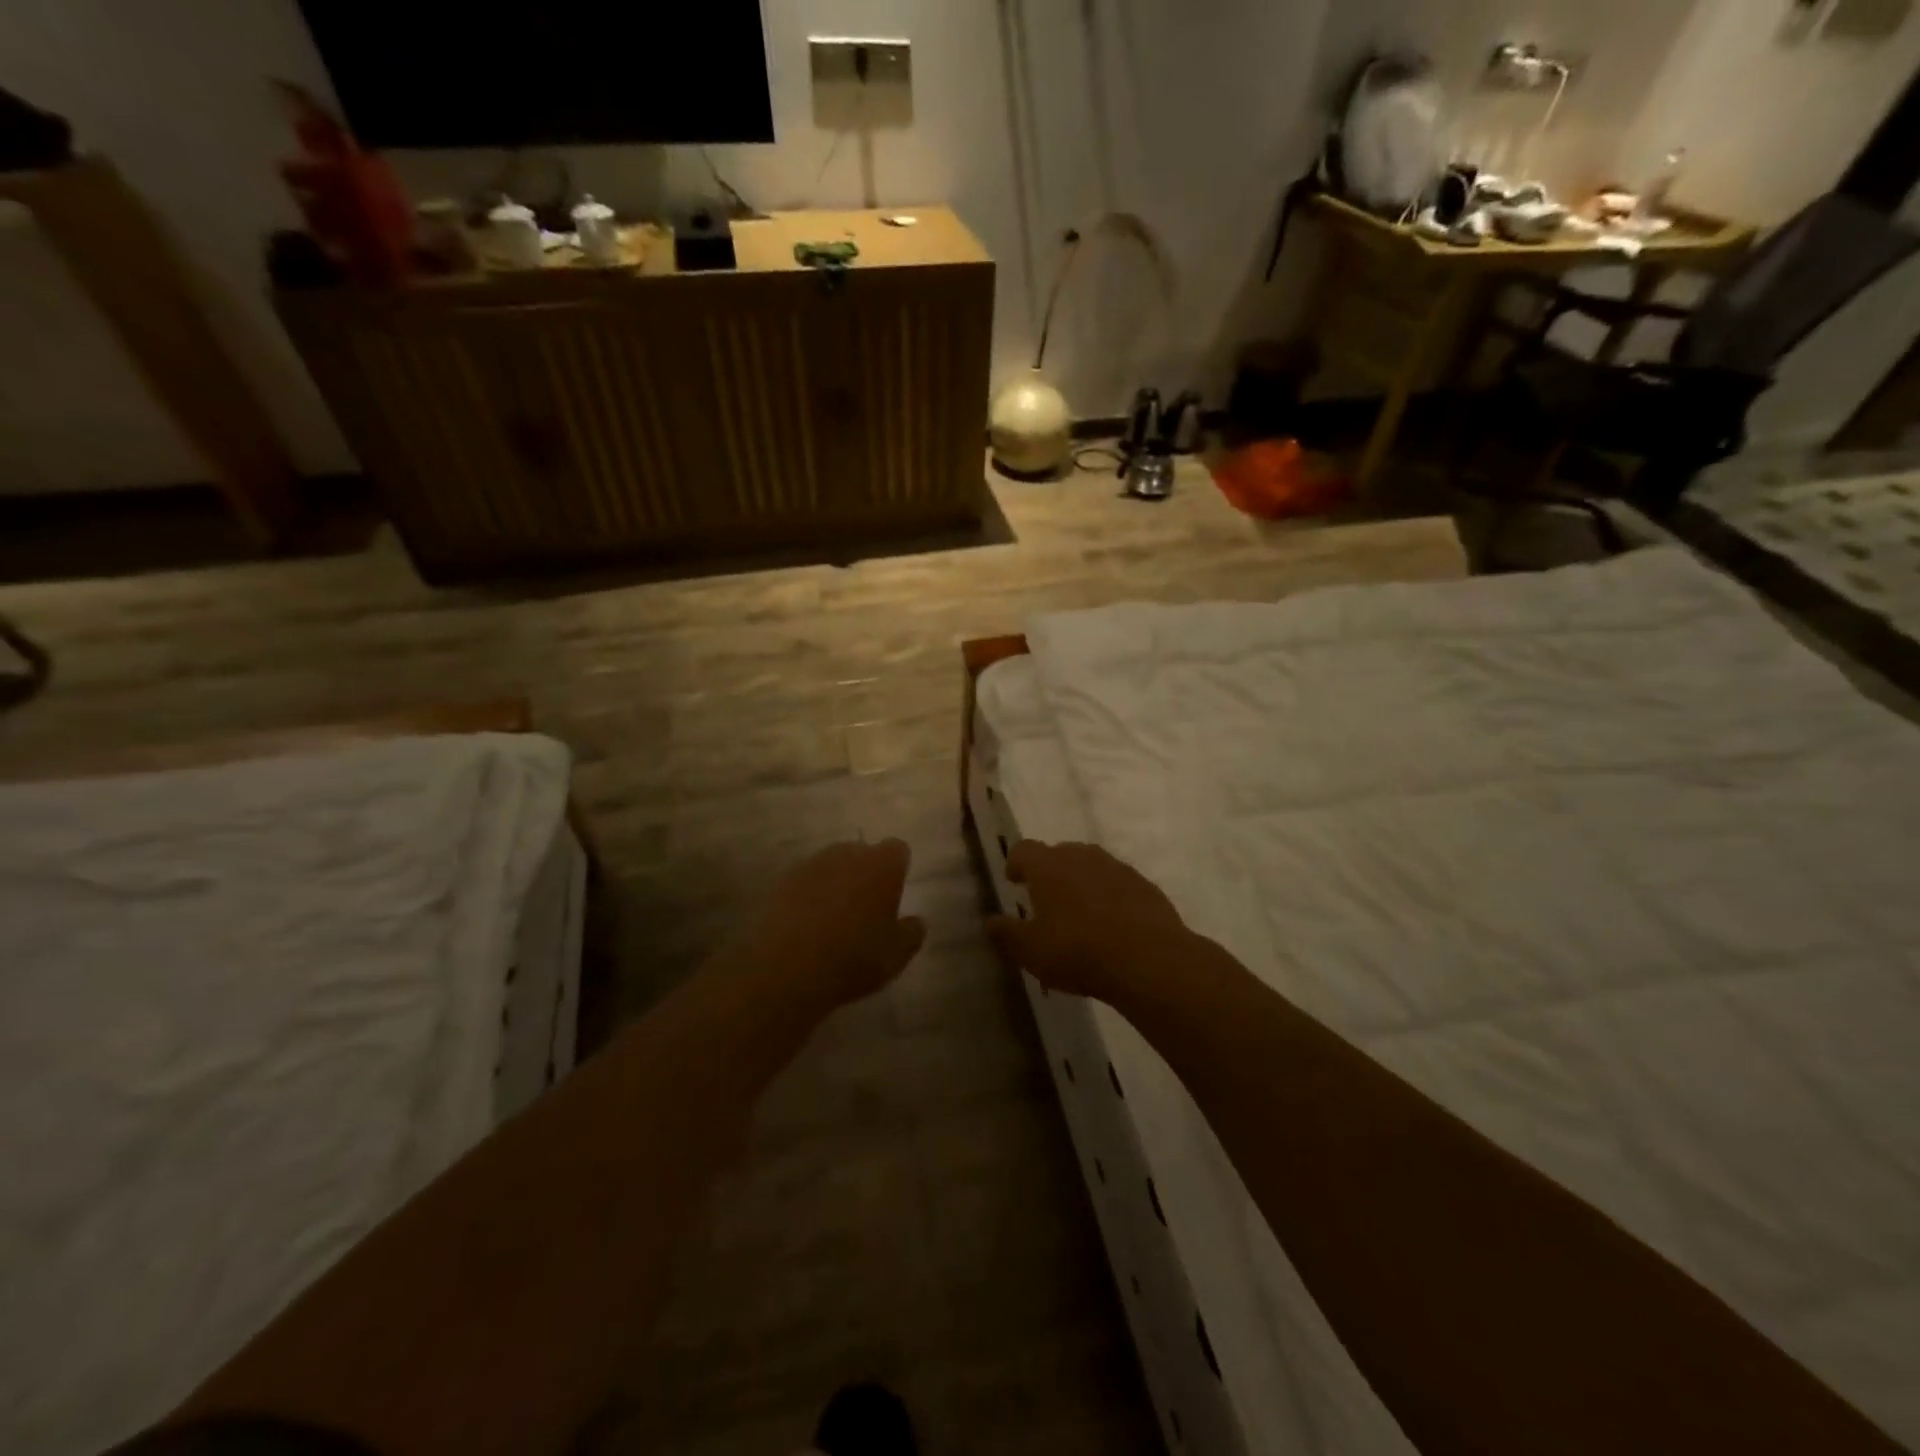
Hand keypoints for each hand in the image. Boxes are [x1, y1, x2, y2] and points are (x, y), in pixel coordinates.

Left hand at [739, 839, 926, 1010]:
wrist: (786, 969)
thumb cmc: (853, 958)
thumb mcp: (897, 955)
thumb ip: (912, 932)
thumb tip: (915, 920)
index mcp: (881, 865)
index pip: (898, 850)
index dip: (898, 869)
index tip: (894, 894)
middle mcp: (847, 854)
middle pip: (862, 853)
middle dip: (866, 872)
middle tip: (866, 907)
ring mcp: (811, 864)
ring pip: (832, 865)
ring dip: (836, 882)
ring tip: (834, 917)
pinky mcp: (782, 881)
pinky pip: (805, 881)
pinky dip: (810, 895)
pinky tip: (807, 924)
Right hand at [987, 840, 1193, 1000]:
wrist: (1148, 959)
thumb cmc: (1077, 951)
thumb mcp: (1031, 951)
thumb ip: (1007, 933)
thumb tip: (991, 921)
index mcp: (1047, 866)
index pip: (1023, 850)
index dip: (1016, 863)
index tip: (1014, 880)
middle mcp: (1081, 856)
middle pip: (1059, 853)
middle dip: (1050, 872)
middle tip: (1046, 899)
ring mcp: (1116, 867)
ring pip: (1091, 866)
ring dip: (1081, 882)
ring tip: (1080, 912)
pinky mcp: (1143, 884)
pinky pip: (1118, 883)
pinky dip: (1110, 895)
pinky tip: (1112, 923)